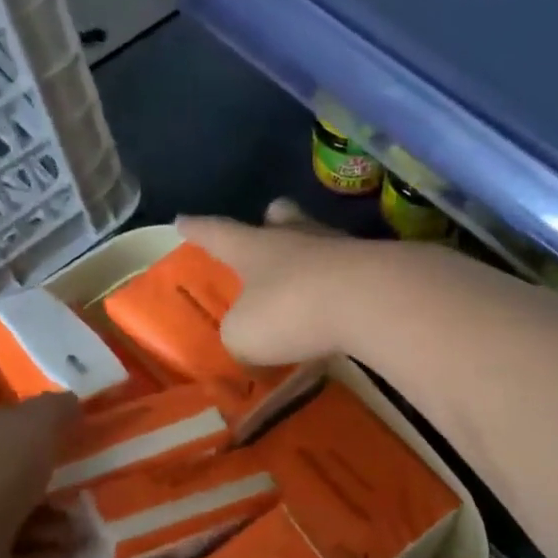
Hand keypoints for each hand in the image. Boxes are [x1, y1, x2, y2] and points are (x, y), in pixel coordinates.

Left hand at [0, 395, 78, 557]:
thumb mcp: (32, 425)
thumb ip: (54, 411)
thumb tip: (69, 404)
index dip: (36, 432)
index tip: (72, 445)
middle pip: (8, 477)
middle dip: (50, 486)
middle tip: (82, 494)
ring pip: (14, 521)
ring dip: (51, 526)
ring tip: (75, 534)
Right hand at [177, 199, 367, 365]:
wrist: (371, 300)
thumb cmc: (291, 310)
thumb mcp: (245, 334)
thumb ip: (239, 334)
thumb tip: (247, 338)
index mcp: (254, 247)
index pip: (217, 232)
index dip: (197, 229)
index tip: (181, 220)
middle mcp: (296, 238)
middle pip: (281, 219)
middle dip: (270, 222)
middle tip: (267, 225)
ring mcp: (340, 248)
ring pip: (319, 241)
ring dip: (310, 256)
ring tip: (307, 277)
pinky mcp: (376, 268)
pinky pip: (349, 272)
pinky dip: (340, 286)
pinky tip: (341, 306)